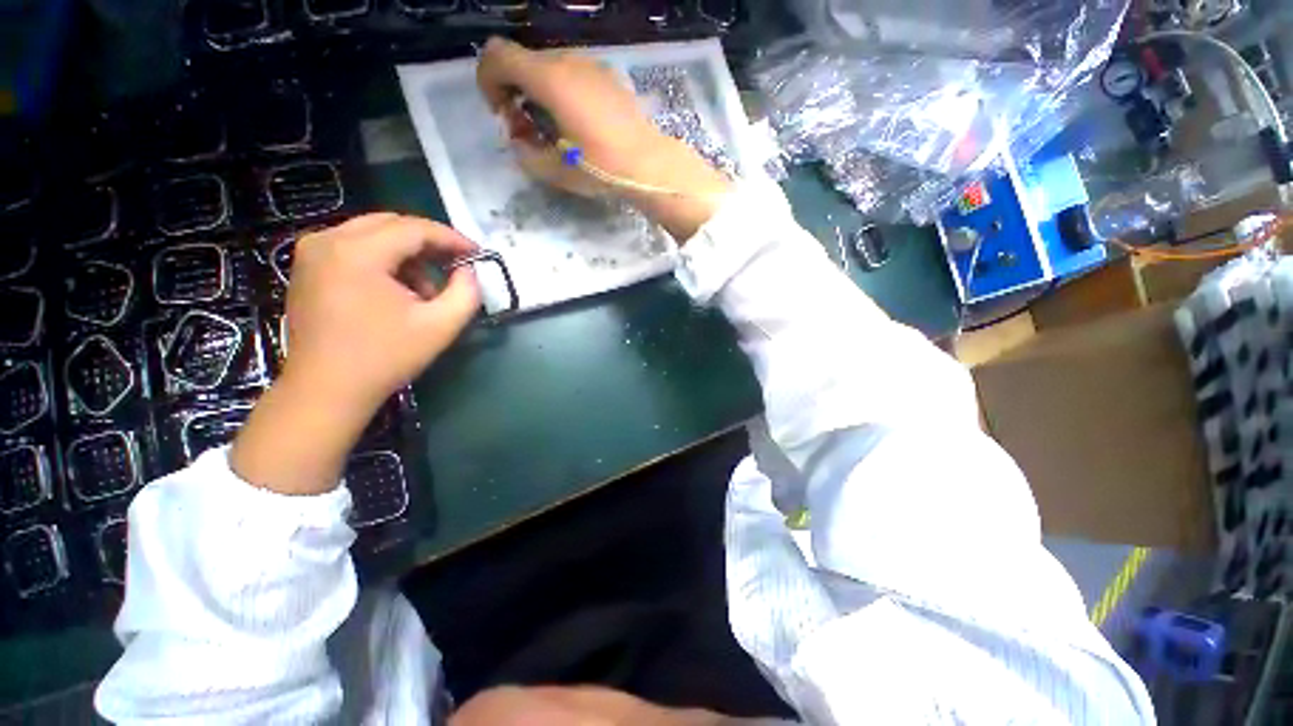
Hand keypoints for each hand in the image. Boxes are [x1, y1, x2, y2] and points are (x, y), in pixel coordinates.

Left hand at [283, 213, 479, 411]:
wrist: (326, 390)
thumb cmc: (385, 358)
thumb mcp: (441, 326)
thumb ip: (467, 293)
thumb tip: (468, 271)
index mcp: (357, 252)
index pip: (414, 228)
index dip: (452, 238)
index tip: (477, 254)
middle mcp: (328, 240)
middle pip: (392, 224)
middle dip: (429, 243)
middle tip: (456, 265)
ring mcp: (311, 252)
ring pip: (373, 233)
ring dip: (407, 253)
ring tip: (427, 288)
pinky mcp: (307, 266)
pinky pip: (354, 246)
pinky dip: (384, 259)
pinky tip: (398, 289)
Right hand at [476, 37, 730, 239]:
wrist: (649, 165)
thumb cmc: (602, 168)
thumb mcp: (555, 170)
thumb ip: (525, 153)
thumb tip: (519, 140)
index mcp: (550, 79)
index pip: (498, 55)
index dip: (488, 81)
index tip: (503, 114)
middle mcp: (568, 60)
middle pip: (524, 61)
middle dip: (515, 91)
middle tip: (528, 130)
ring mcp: (591, 65)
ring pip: (549, 67)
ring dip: (539, 92)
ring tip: (554, 129)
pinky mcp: (608, 76)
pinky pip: (572, 74)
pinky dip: (561, 91)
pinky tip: (577, 122)